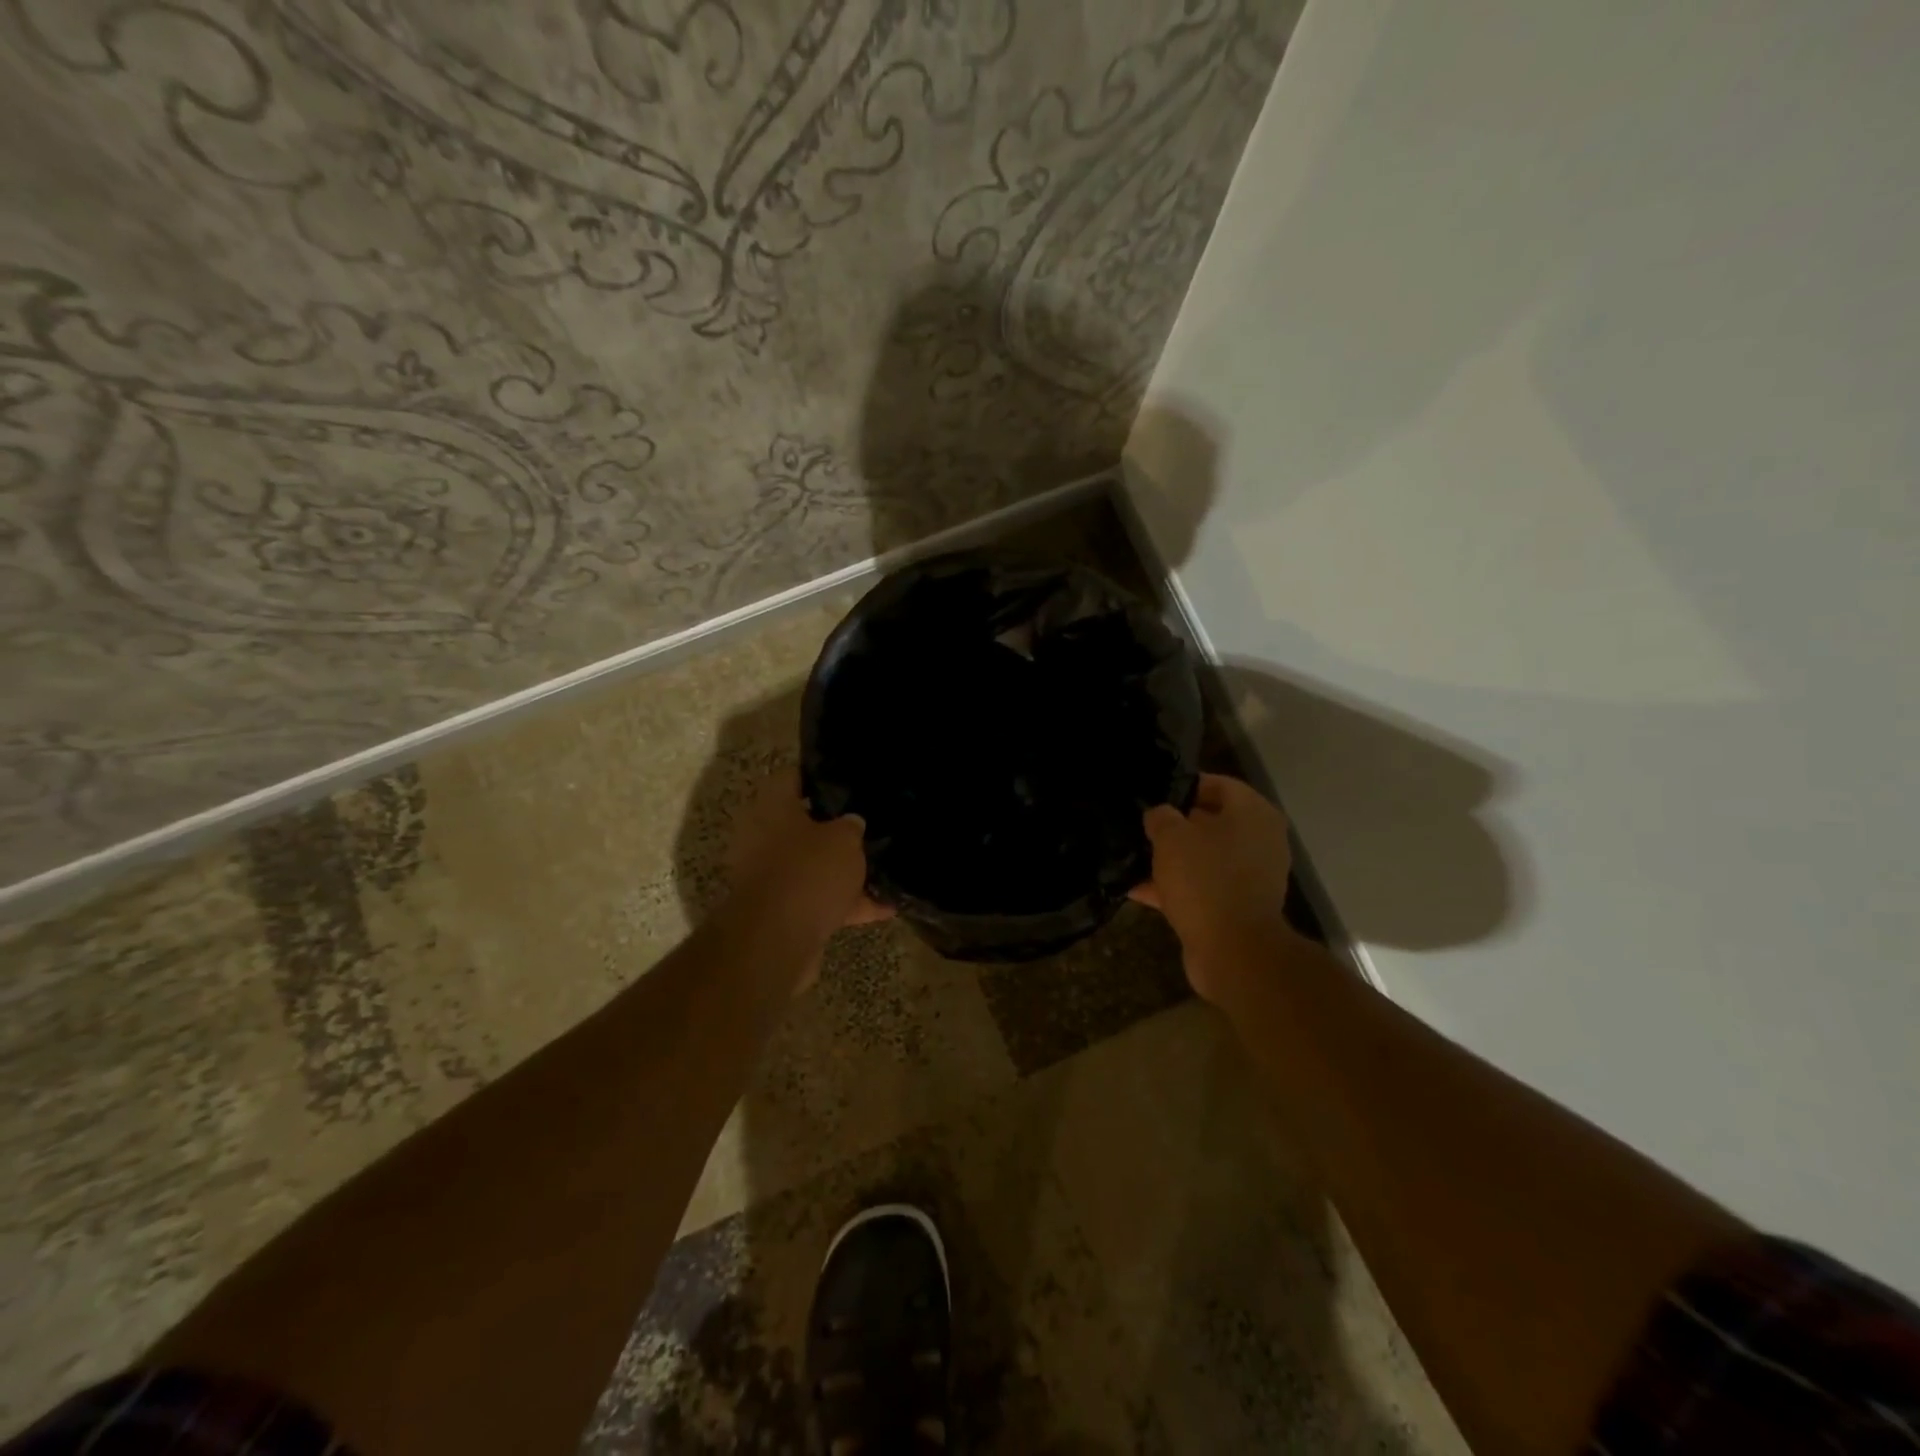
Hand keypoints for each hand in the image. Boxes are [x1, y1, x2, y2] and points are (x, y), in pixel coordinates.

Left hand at [727, 770, 891, 981]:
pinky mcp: (781, 911)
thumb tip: (851, 823)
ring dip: (842, 869)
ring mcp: (770, 877)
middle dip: (835, 827)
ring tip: (883, 867)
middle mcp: (762, 838)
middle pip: (803, 824)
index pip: (793, 777)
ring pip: (812, 865)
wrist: (777, 940)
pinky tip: (886, 908)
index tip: (848, 778)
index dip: (820, 775)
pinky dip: (847, 903)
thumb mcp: (844, 839)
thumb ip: (851, 826)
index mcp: (771, 808)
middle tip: (869, 821)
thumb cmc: (809, 871)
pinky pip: (818, 899)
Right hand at [1130, 773, 1299, 1002]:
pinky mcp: (1237, 906)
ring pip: (1204, 857)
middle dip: (1174, 824)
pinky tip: (1136, 889)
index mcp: (1253, 814)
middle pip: (1211, 821)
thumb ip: (1161, 817)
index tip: (1152, 793)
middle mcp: (1259, 841)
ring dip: (1172, 859)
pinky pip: (1201, 887)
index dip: (1183, 786)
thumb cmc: (1206, 880)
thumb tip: (1158, 814)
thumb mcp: (1172, 837)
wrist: (1233, 951)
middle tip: (1140, 825)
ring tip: (1133, 856)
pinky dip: (1174, 888)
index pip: (1217, 784)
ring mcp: (1250, 876)